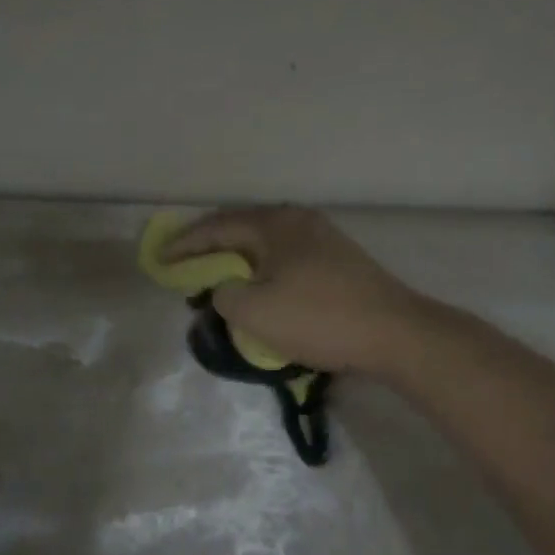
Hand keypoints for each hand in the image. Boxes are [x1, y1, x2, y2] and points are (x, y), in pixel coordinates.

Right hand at [160, 207, 425, 372]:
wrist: (394, 333)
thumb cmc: (319, 318)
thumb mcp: (255, 311)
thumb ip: (223, 295)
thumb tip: (226, 290)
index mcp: (275, 224)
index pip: (217, 227)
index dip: (184, 244)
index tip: (160, 259)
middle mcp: (299, 221)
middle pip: (242, 231)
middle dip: (211, 251)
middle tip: (186, 269)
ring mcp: (323, 239)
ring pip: (266, 247)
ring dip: (239, 264)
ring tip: (218, 282)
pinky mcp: (339, 262)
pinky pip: (286, 261)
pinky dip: (264, 273)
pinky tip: (261, 291)